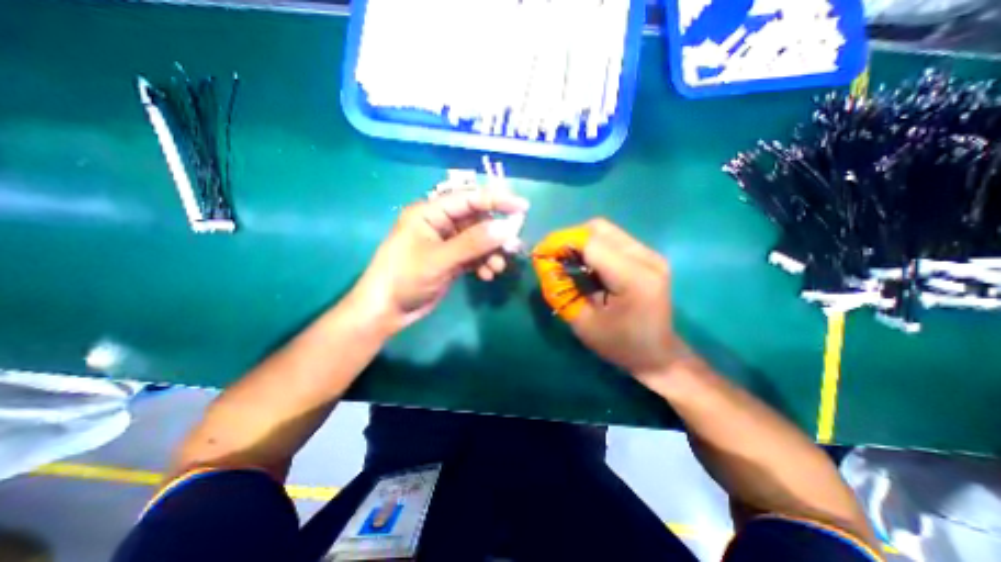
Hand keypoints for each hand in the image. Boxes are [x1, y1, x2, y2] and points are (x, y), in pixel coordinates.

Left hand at [348, 188, 525, 337]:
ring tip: (497, 267)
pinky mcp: (451, 260)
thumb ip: (473, 243)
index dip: (496, 201)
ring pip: (478, 240)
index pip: (468, 199)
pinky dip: (483, 263)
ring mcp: (446, 244)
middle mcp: (440, 224)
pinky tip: (486, 275)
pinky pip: (474, 256)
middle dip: (495, 234)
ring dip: (491, 252)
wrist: (387, 311)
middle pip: (476, 221)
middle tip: (512, 247)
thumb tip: (506, 229)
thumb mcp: (439, 259)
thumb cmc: (405, 278)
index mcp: (430, 213)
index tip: (522, 207)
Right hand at [539, 219, 688, 386]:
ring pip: (605, 231)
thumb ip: (560, 290)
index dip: (561, 243)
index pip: (590, 243)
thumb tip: (543, 263)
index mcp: (633, 278)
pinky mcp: (648, 257)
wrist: (658, 355)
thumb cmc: (619, 345)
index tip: (540, 253)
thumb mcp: (582, 323)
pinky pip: (613, 240)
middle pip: (598, 229)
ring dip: (580, 241)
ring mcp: (650, 255)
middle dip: (569, 239)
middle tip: (552, 257)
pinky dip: (592, 246)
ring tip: (565, 260)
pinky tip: (584, 264)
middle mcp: (646, 258)